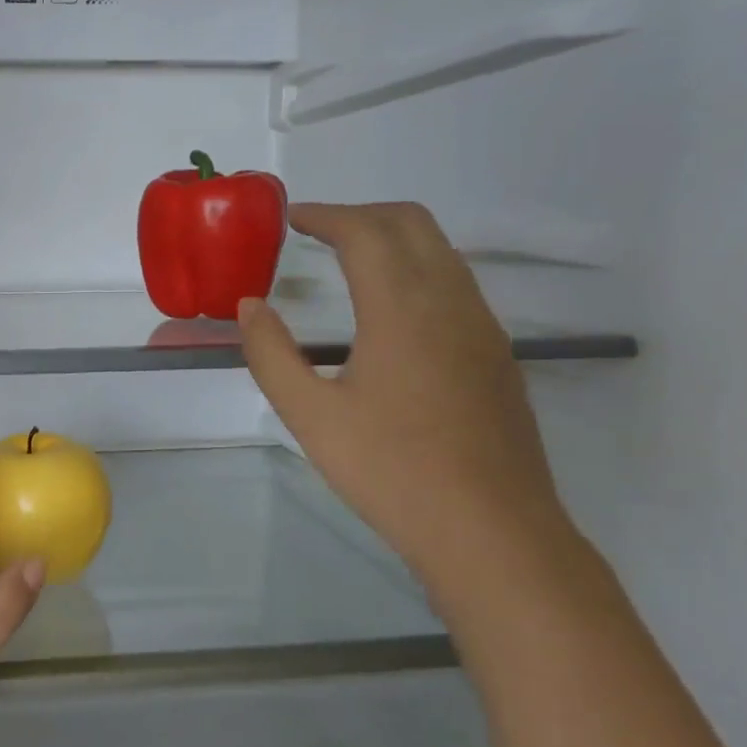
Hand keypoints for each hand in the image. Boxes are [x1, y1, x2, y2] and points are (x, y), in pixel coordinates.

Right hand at [239, 202, 570, 590]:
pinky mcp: (496, 355)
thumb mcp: (310, 416)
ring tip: (347, 262)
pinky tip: (389, 313)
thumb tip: (250, 307)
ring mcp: (482, 327)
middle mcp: (451, 302)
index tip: (291, 218)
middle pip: (412, 224)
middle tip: (316, 232)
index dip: (325, 215)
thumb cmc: (390, 472)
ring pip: (441, 251)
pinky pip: (456, 284)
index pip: (365, 232)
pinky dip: (416, 270)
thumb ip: (271, 354)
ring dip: (392, 239)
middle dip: (361, 214)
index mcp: (403, 309)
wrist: (491, 531)